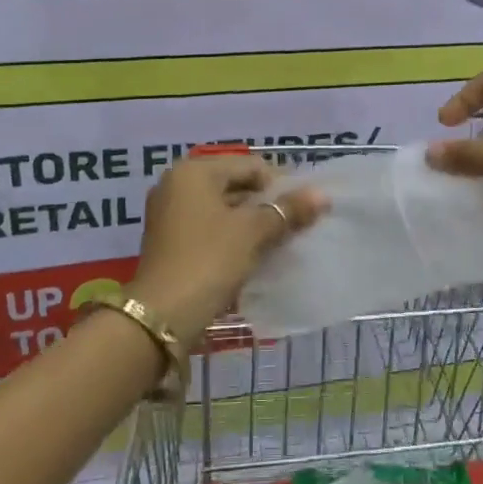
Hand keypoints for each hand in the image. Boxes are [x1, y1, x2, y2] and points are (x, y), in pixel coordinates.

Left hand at [131, 154, 326, 341]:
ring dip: (252, 223)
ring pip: (223, 208)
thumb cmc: (208, 261)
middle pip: (235, 185)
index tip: (304, 210)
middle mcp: (177, 184)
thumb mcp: (252, 233)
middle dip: (267, 205)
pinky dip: (232, 237)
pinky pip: (210, 227)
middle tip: (296, 227)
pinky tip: (254, 255)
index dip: (281, 185)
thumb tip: (321, 195)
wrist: (160, 317)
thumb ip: (287, 210)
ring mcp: (169, 213)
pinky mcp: (169, 241)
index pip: (250, 166)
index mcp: (194, 171)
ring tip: (280, 243)